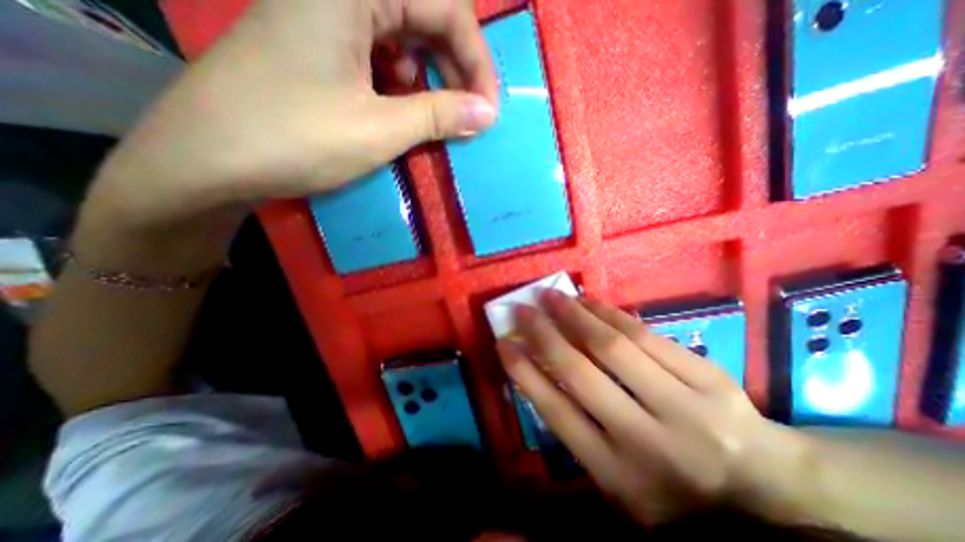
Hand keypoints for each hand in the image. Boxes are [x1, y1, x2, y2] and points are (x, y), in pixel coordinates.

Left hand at [86, 1, 497, 230]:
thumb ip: (439, 115)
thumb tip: (487, 114)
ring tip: (438, 117)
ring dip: (430, 79)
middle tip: (470, 116)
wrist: (208, 161)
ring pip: (402, 38)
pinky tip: (402, 110)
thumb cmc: (296, 139)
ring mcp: (324, 16)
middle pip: (423, 16)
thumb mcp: (379, 129)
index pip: (444, 5)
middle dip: (456, 69)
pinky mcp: (318, 46)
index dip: (476, 60)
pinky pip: (378, 55)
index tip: (489, 109)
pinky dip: (402, 84)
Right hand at [497, 293, 812, 524]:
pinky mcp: (708, 379)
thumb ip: (577, 430)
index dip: (524, 372)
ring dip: (574, 315)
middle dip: (543, 334)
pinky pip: (645, 335)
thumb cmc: (673, 487)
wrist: (766, 489)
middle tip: (523, 309)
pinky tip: (589, 301)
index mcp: (617, 475)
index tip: (503, 343)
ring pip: (613, 347)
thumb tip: (539, 372)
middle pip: (581, 373)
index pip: (556, 412)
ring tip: (551, 296)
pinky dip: (610, 313)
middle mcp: (646, 441)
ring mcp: (684, 407)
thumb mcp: (616, 478)